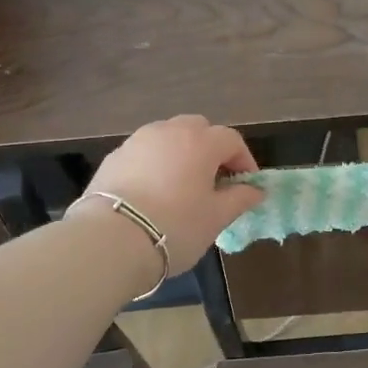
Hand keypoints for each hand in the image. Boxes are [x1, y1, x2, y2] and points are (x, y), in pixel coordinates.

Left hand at [81, 115, 261, 269]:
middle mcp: (169, 131)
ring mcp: (137, 141)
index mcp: (200, 142)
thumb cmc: (176, 226)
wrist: (111, 239)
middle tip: (215, 180)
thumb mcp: (216, 217)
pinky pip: (145, 152)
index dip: (244, 161)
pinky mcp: (114, 157)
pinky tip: (154, 192)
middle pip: (198, 128)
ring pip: (168, 136)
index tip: (247, 186)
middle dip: (211, 149)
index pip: (232, 140)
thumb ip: (240, 198)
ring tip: (183, 185)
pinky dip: (156, 164)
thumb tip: (256, 190)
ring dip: (182, 153)